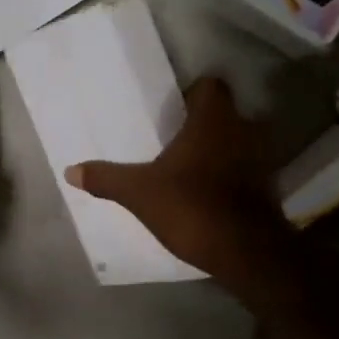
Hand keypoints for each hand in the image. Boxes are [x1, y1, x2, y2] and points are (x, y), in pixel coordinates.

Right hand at [64, 77, 290, 291]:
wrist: (244, 252)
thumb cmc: (190, 206)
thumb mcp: (138, 193)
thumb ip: (106, 178)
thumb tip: (70, 170)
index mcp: (213, 121)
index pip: (211, 86)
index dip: (193, 92)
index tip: (172, 108)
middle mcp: (243, 131)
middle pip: (225, 113)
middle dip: (203, 123)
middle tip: (174, 137)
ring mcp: (261, 160)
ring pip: (238, 142)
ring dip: (219, 150)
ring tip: (189, 165)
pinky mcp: (268, 188)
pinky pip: (245, 170)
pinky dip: (230, 176)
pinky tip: (207, 191)